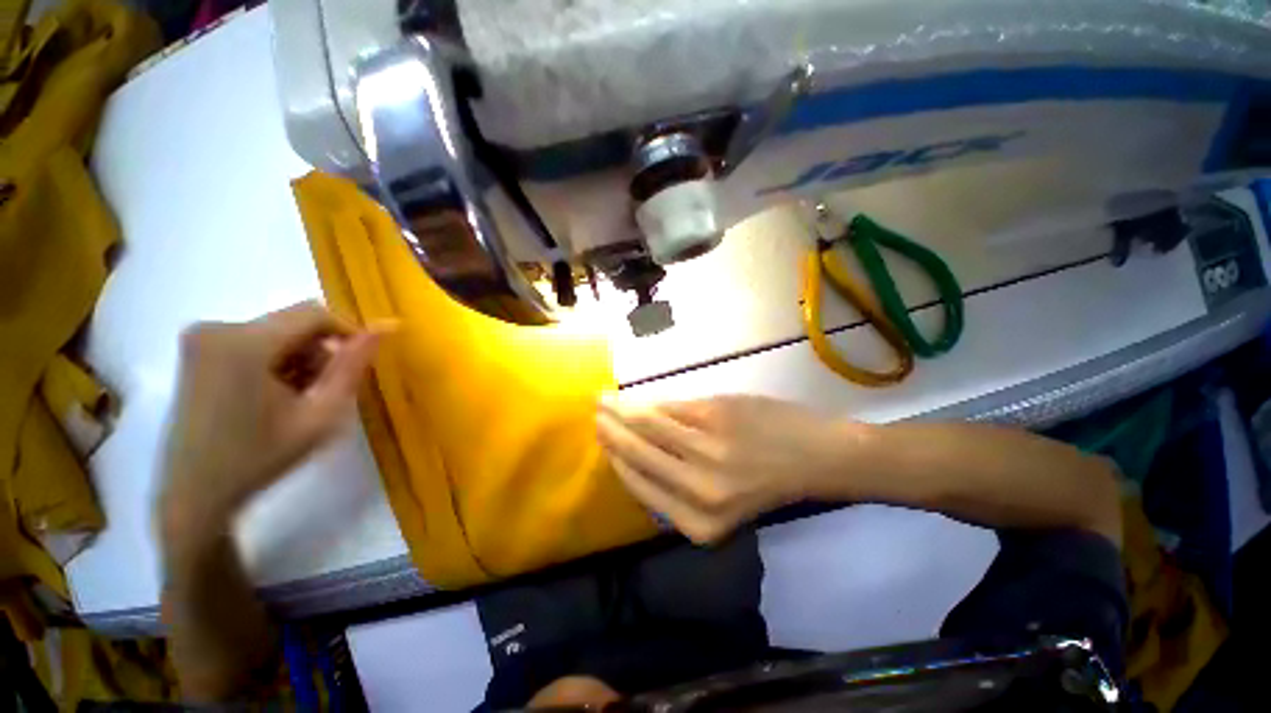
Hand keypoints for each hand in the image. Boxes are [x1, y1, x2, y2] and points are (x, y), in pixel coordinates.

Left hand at [159, 302, 381, 540]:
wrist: (194, 493)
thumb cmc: (262, 457)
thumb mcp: (322, 413)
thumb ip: (354, 365)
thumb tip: (389, 325)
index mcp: (244, 342)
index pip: (314, 314)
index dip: (347, 334)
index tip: (359, 366)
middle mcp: (217, 327)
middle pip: (294, 323)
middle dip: (320, 351)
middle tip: (325, 392)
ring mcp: (201, 337)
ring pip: (278, 331)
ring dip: (300, 358)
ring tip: (298, 399)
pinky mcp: (196, 349)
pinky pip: (255, 340)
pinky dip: (276, 361)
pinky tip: (273, 395)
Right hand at [596, 394, 865, 543]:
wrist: (818, 456)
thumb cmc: (769, 481)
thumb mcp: (721, 502)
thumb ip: (676, 487)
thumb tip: (632, 457)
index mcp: (698, 522)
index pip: (640, 486)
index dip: (615, 460)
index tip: (601, 442)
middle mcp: (698, 491)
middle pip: (637, 454)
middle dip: (610, 432)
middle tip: (595, 415)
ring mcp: (706, 450)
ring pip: (648, 425)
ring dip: (621, 411)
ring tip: (604, 400)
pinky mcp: (715, 417)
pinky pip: (670, 408)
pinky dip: (650, 401)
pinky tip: (636, 397)